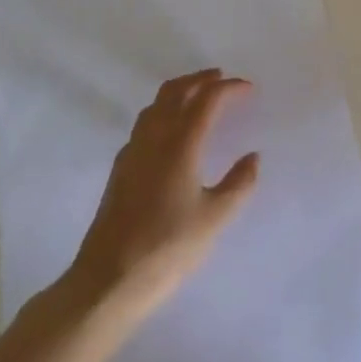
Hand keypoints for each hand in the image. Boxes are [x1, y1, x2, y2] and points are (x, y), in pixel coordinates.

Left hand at [64, 70, 259, 321]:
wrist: (107, 282)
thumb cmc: (167, 249)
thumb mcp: (214, 219)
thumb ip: (238, 184)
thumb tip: (252, 157)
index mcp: (180, 143)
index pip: (207, 99)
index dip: (229, 88)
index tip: (249, 89)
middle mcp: (154, 138)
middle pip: (176, 91)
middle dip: (200, 79)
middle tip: (221, 79)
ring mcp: (132, 152)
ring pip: (156, 105)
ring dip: (179, 92)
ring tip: (198, 97)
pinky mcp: (120, 170)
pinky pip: (144, 124)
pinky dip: (163, 113)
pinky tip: (170, 134)